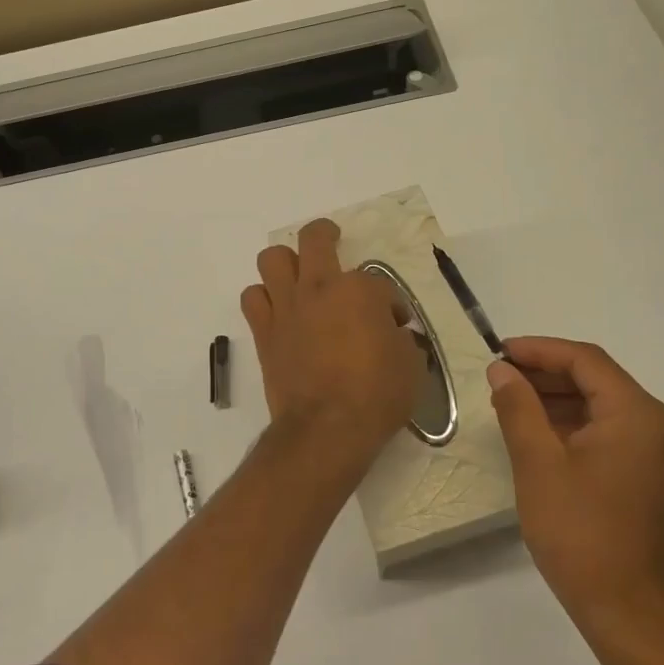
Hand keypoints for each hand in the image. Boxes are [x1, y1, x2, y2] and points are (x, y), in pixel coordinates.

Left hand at [241, 219, 423, 484]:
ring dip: (285, 263)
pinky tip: (277, 310)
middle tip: (331, 240)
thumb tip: (394, 334)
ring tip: (297, 277)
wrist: (326, 429)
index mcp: (360, 290)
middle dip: (325, 235)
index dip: (389, 303)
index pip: (378, 282)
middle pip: (315, 239)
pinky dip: (263, 298)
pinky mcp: (264, 330)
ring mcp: (287, 306)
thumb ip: (401, 339)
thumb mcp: (410, 365)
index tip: (394, 325)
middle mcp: (319, 287)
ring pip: (272, 258)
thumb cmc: (376, 396)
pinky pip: (253, 298)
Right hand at [488, 337, 663, 648]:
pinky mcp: (657, 478)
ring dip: (560, 400)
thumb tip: (502, 370)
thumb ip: (518, 407)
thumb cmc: (581, 533)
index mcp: (639, 415)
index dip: (539, 350)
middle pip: (598, 380)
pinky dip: (578, 425)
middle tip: (500, 378)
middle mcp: (661, 426)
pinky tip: (542, 434)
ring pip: (605, 406)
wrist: (632, 615)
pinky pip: (614, 432)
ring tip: (513, 403)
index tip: (498, 352)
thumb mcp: (538, 463)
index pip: (585, 361)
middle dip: (546, 374)